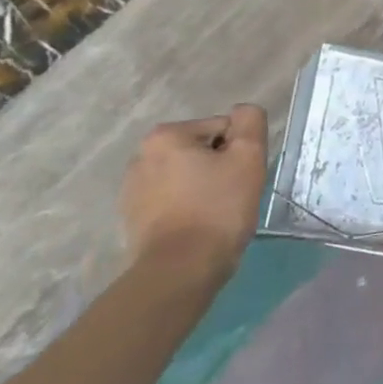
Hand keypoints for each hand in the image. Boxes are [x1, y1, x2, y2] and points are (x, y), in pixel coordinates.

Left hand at [120, 104, 269, 276]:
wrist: (180, 270)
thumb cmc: (218, 208)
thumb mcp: (248, 156)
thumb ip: (250, 122)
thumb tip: (242, 113)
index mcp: (166, 136)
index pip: (222, 128)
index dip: (240, 151)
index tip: (242, 177)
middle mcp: (141, 156)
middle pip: (202, 150)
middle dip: (220, 167)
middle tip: (233, 194)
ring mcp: (132, 189)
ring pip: (187, 176)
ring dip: (205, 187)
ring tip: (216, 213)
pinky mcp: (132, 218)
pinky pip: (172, 200)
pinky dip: (188, 207)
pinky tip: (198, 227)